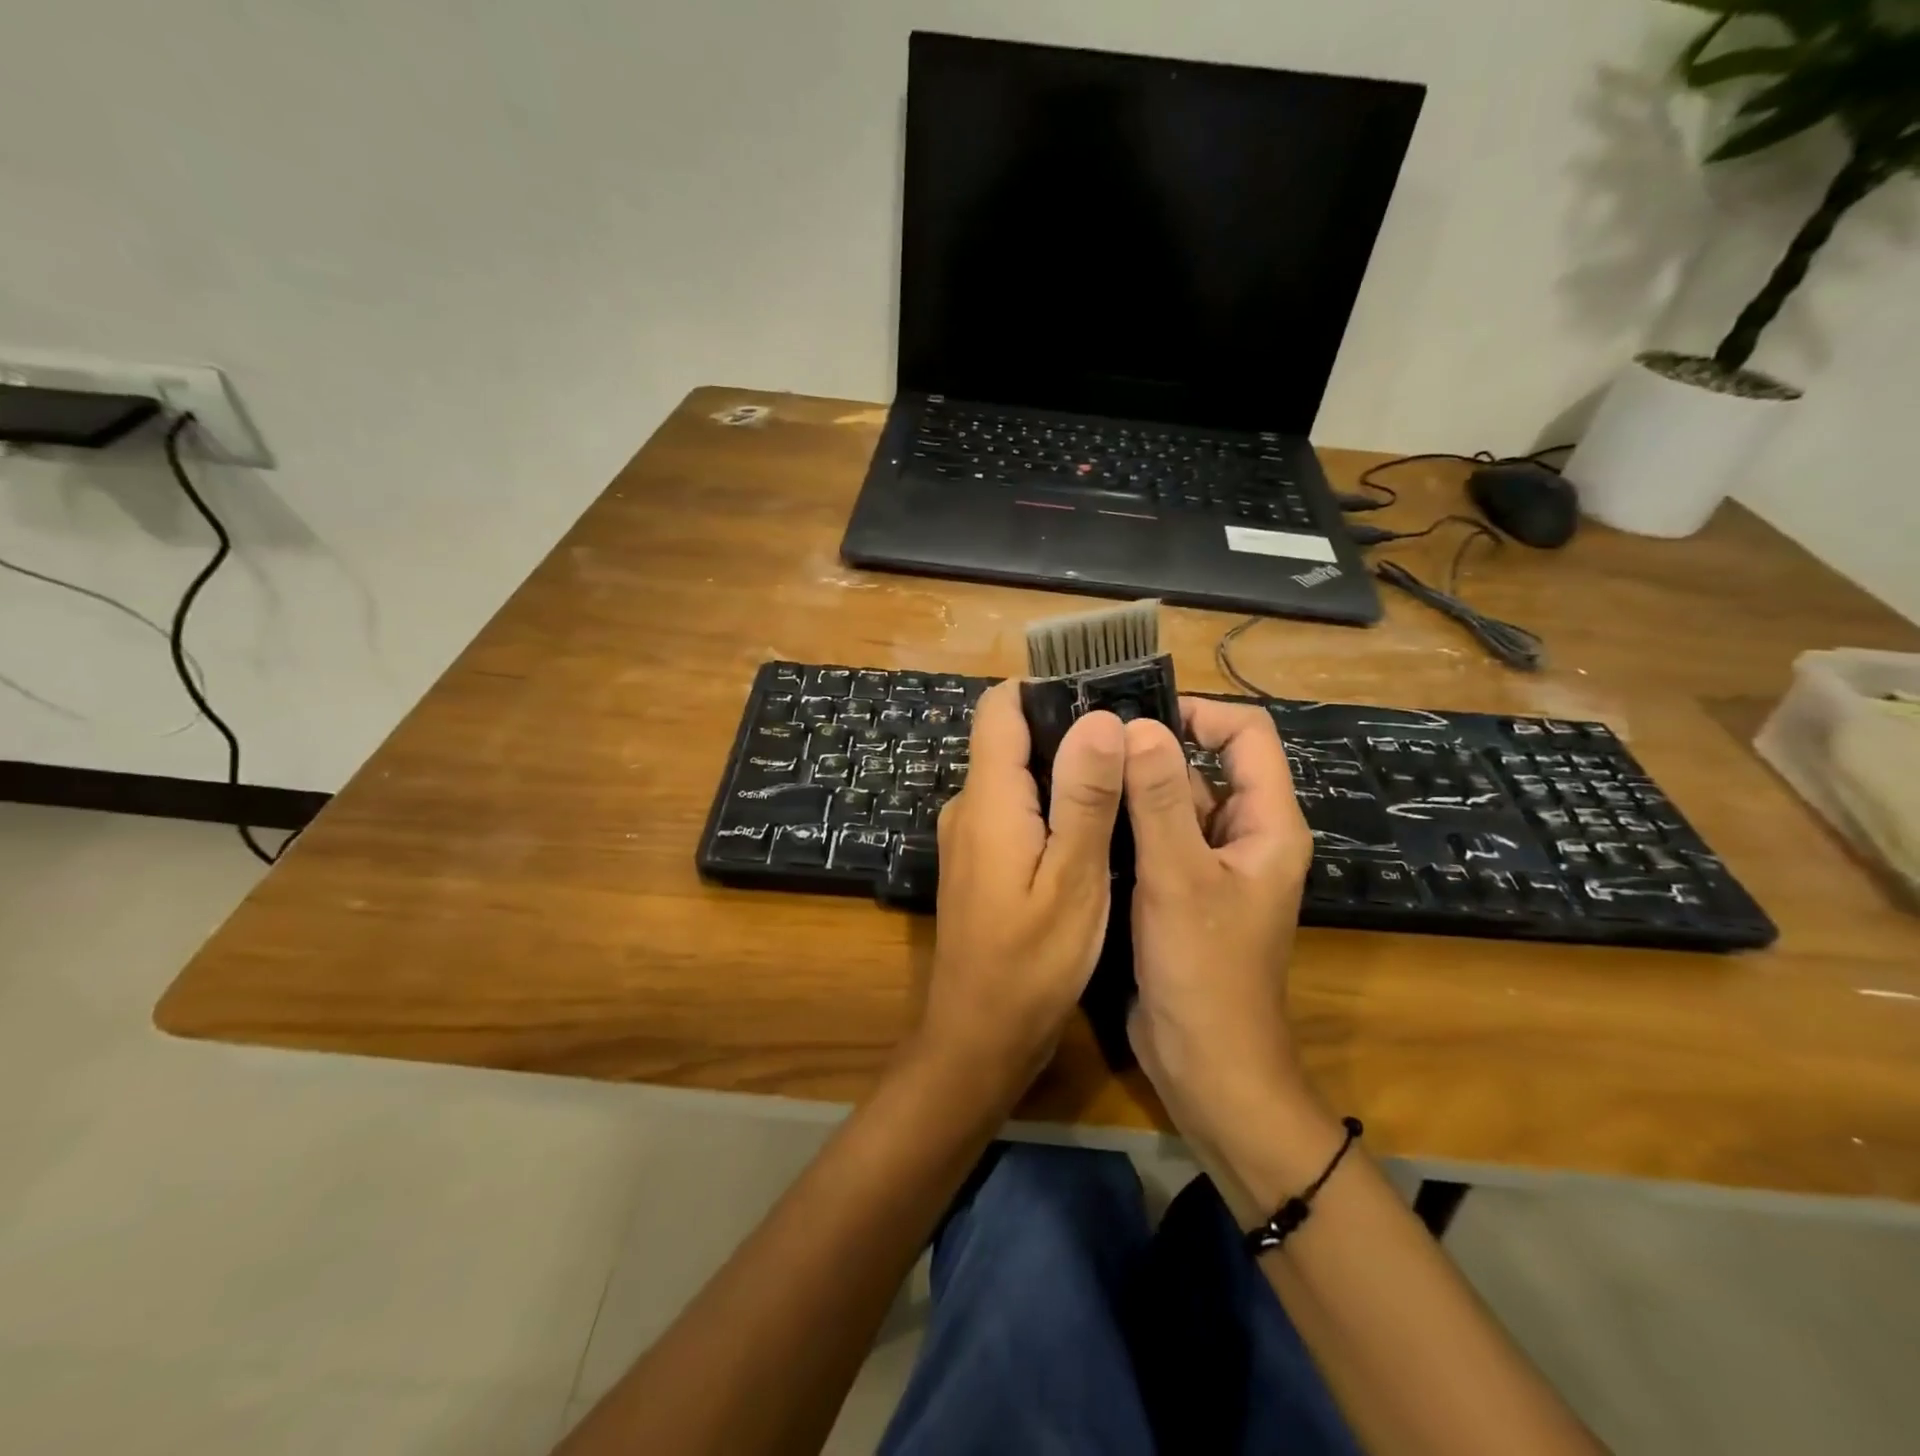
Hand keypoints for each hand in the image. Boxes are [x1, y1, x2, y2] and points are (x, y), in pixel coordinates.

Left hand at [917, 681, 1125, 1094]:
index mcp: (988, 799)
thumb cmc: (1031, 964)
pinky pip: (1013, 811)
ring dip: (1064, 772)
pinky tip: (1094, 828)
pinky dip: (1051, 806)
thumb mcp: (1074, 879)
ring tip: (1124, 784)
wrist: (978, 1036)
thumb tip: (1099, 718)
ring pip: (1016, 776)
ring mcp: (969, 835)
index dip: (1045, 689)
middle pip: (1011, 739)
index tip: (1102, 694)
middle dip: (1067, 731)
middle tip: (1132, 746)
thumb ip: (1085, 797)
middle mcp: (968, 806)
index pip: (1000, 708)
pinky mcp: (978, 861)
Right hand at [1123, 698, 1315, 1158]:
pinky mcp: (1182, 890)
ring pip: (1174, 803)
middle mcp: (1245, 835)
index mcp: (1267, 824)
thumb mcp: (1179, 878)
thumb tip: (1140, 726)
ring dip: (1135, 787)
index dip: (1199, 714)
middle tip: (1089, 743)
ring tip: (1077, 771)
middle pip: (1206, 767)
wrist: (1207, 1065)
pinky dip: (1127, 823)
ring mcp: (1212, 864)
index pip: (1247, 736)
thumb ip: (1161, 800)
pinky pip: (1157, 838)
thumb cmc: (1204, 971)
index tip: (1136, 716)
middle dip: (1153, 751)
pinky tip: (1082, 817)